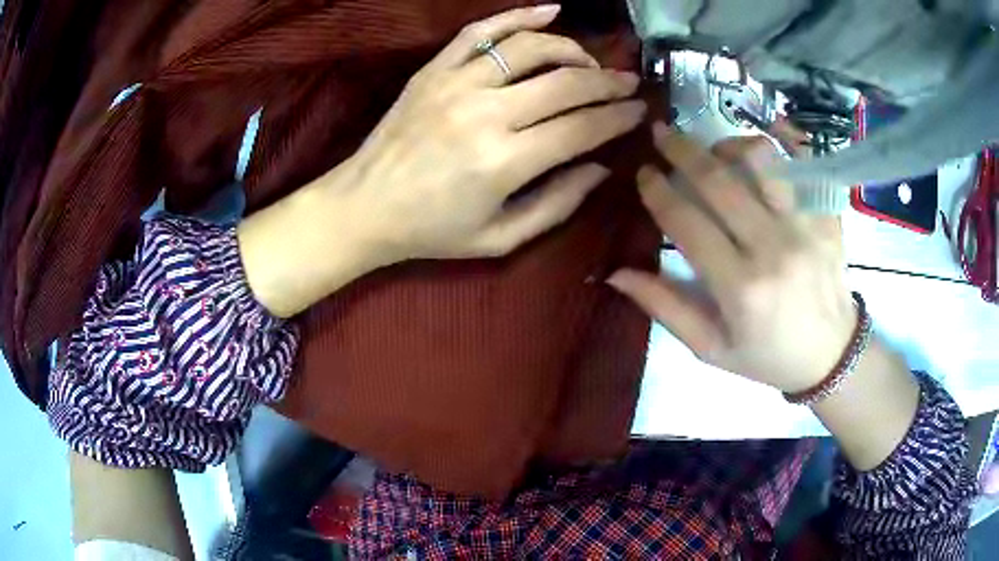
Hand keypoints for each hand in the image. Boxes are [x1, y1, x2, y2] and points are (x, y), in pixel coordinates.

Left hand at [239, 5, 645, 316]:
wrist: (364, 206)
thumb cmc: (432, 231)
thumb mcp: (500, 238)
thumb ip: (557, 204)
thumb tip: (600, 168)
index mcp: (504, 162)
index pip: (581, 128)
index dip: (618, 117)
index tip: (640, 111)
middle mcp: (484, 113)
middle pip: (566, 81)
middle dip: (608, 81)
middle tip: (629, 83)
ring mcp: (455, 84)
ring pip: (530, 47)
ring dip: (571, 49)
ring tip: (589, 62)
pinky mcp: (434, 70)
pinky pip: (481, 31)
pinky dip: (518, 15)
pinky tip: (550, 10)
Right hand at [608, 122, 855, 393]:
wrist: (832, 354)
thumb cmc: (768, 357)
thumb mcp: (711, 349)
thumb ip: (665, 307)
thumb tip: (616, 273)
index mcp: (741, 287)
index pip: (687, 221)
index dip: (658, 190)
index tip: (643, 173)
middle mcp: (774, 248)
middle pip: (720, 179)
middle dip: (682, 149)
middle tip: (661, 132)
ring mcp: (806, 226)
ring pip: (761, 160)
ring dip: (728, 144)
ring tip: (713, 148)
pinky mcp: (827, 215)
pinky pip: (799, 165)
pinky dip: (776, 152)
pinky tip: (758, 156)